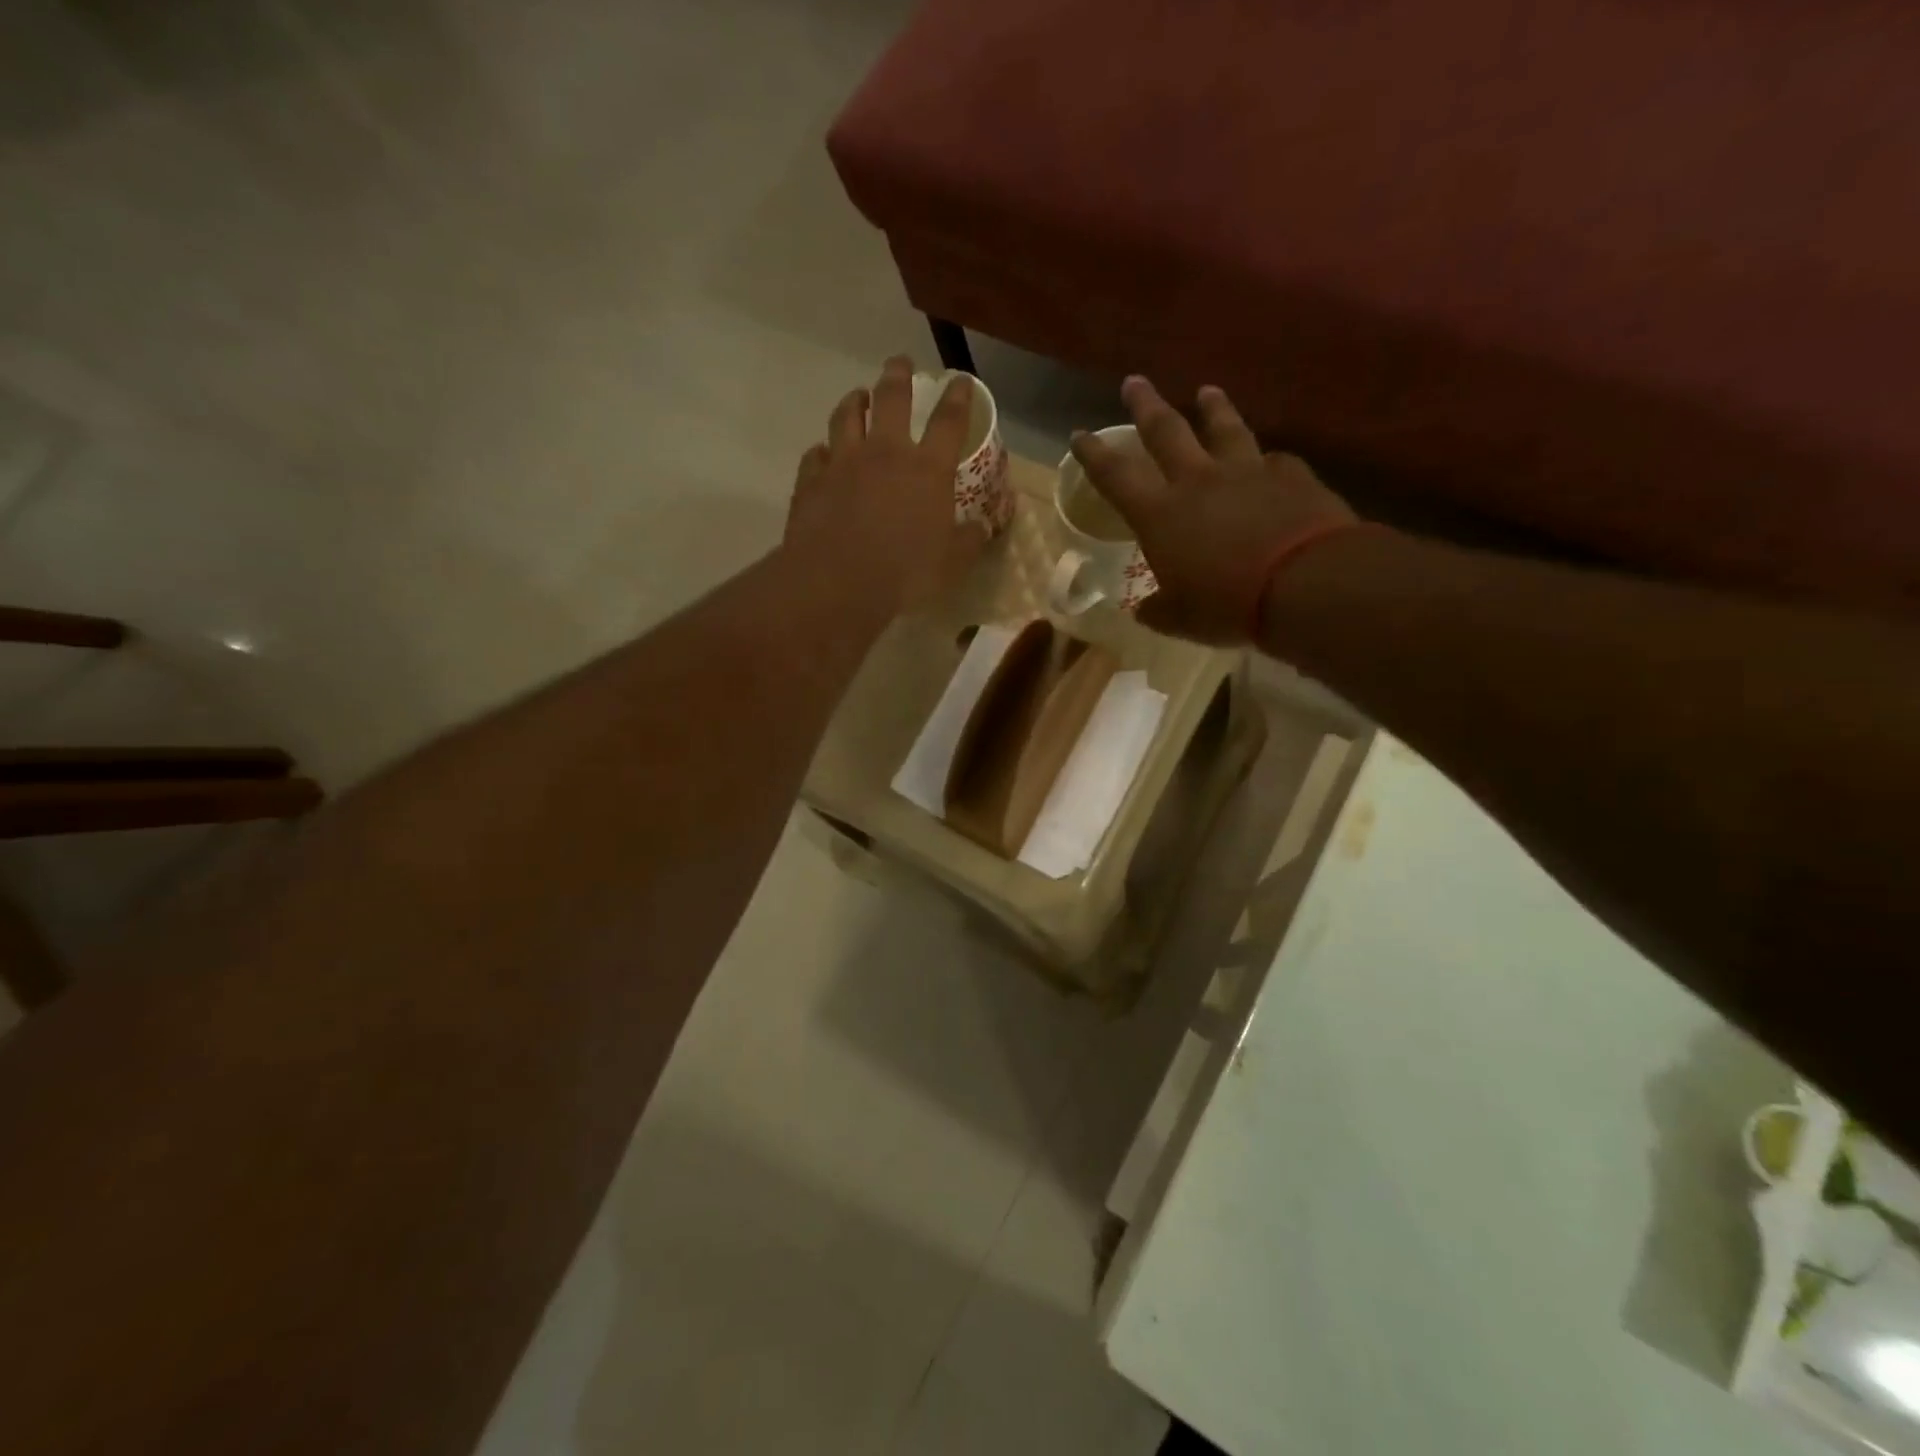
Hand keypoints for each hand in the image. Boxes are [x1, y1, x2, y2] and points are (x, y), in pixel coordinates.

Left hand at [785, 355, 986, 614]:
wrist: (839, 584)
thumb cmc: (906, 575)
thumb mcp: (952, 563)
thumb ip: (969, 540)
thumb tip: (981, 527)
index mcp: (927, 470)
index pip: (949, 421)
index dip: (959, 397)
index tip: (961, 381)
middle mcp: (885, 454)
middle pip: (891, 399)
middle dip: (898, 376)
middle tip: (899, 363)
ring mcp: (843, 464)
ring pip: (847, 416)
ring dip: (855, 401)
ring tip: (859, 396)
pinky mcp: (810, 482)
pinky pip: (815, 455)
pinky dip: (822, 451)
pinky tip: (823, 454)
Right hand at [1070, 377, 1356, 643]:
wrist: (1306, 584)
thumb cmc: (1228, 605)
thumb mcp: (1182, 619)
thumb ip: (1160, 609)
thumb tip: (1145, 609)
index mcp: (1161, 515)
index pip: (1116, 476)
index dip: (1094, 455)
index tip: (1079, 435)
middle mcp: (1199, 481)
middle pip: (1166, 431)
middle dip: (1146, 405)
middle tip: (1134, 381)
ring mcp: (1247, 472)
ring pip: (1224, 428)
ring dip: (1213, 408)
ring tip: (1207, 390)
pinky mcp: (1291, 475)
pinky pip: (1274, 460)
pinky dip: (1267, 460)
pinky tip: (1270, 460)